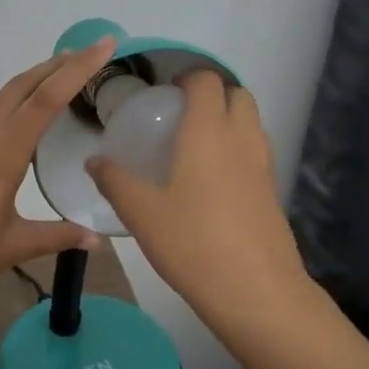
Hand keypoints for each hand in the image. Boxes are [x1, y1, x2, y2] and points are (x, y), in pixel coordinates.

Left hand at [0, 38, 117, 316]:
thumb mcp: (13, 246)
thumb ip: (57, 236)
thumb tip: (97, 239)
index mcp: (1, 153)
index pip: (46, 99)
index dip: (78, 69)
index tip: (104, 44)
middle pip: (21, 86)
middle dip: (56, 65)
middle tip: (89, 52)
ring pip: (3, 99)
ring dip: (34, 82)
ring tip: (63, 78)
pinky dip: (16, 105)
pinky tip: (26, 123)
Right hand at [86, 71, 310, 333]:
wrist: (255, 291)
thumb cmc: (192, 242)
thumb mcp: (141, 213)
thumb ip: (115, 181)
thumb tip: (94, 161)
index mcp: (208, 132)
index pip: (207, 81)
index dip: (188, 78)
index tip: (166, 93)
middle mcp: (242, 139)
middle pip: (238, 95)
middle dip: (213, 95)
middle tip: (181, 117)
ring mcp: (264, 166)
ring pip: (252, 124)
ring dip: (229, 121)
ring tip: (195, 148)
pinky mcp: (274, 193)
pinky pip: (257, 154)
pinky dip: (239, 151)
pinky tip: (213, 184)